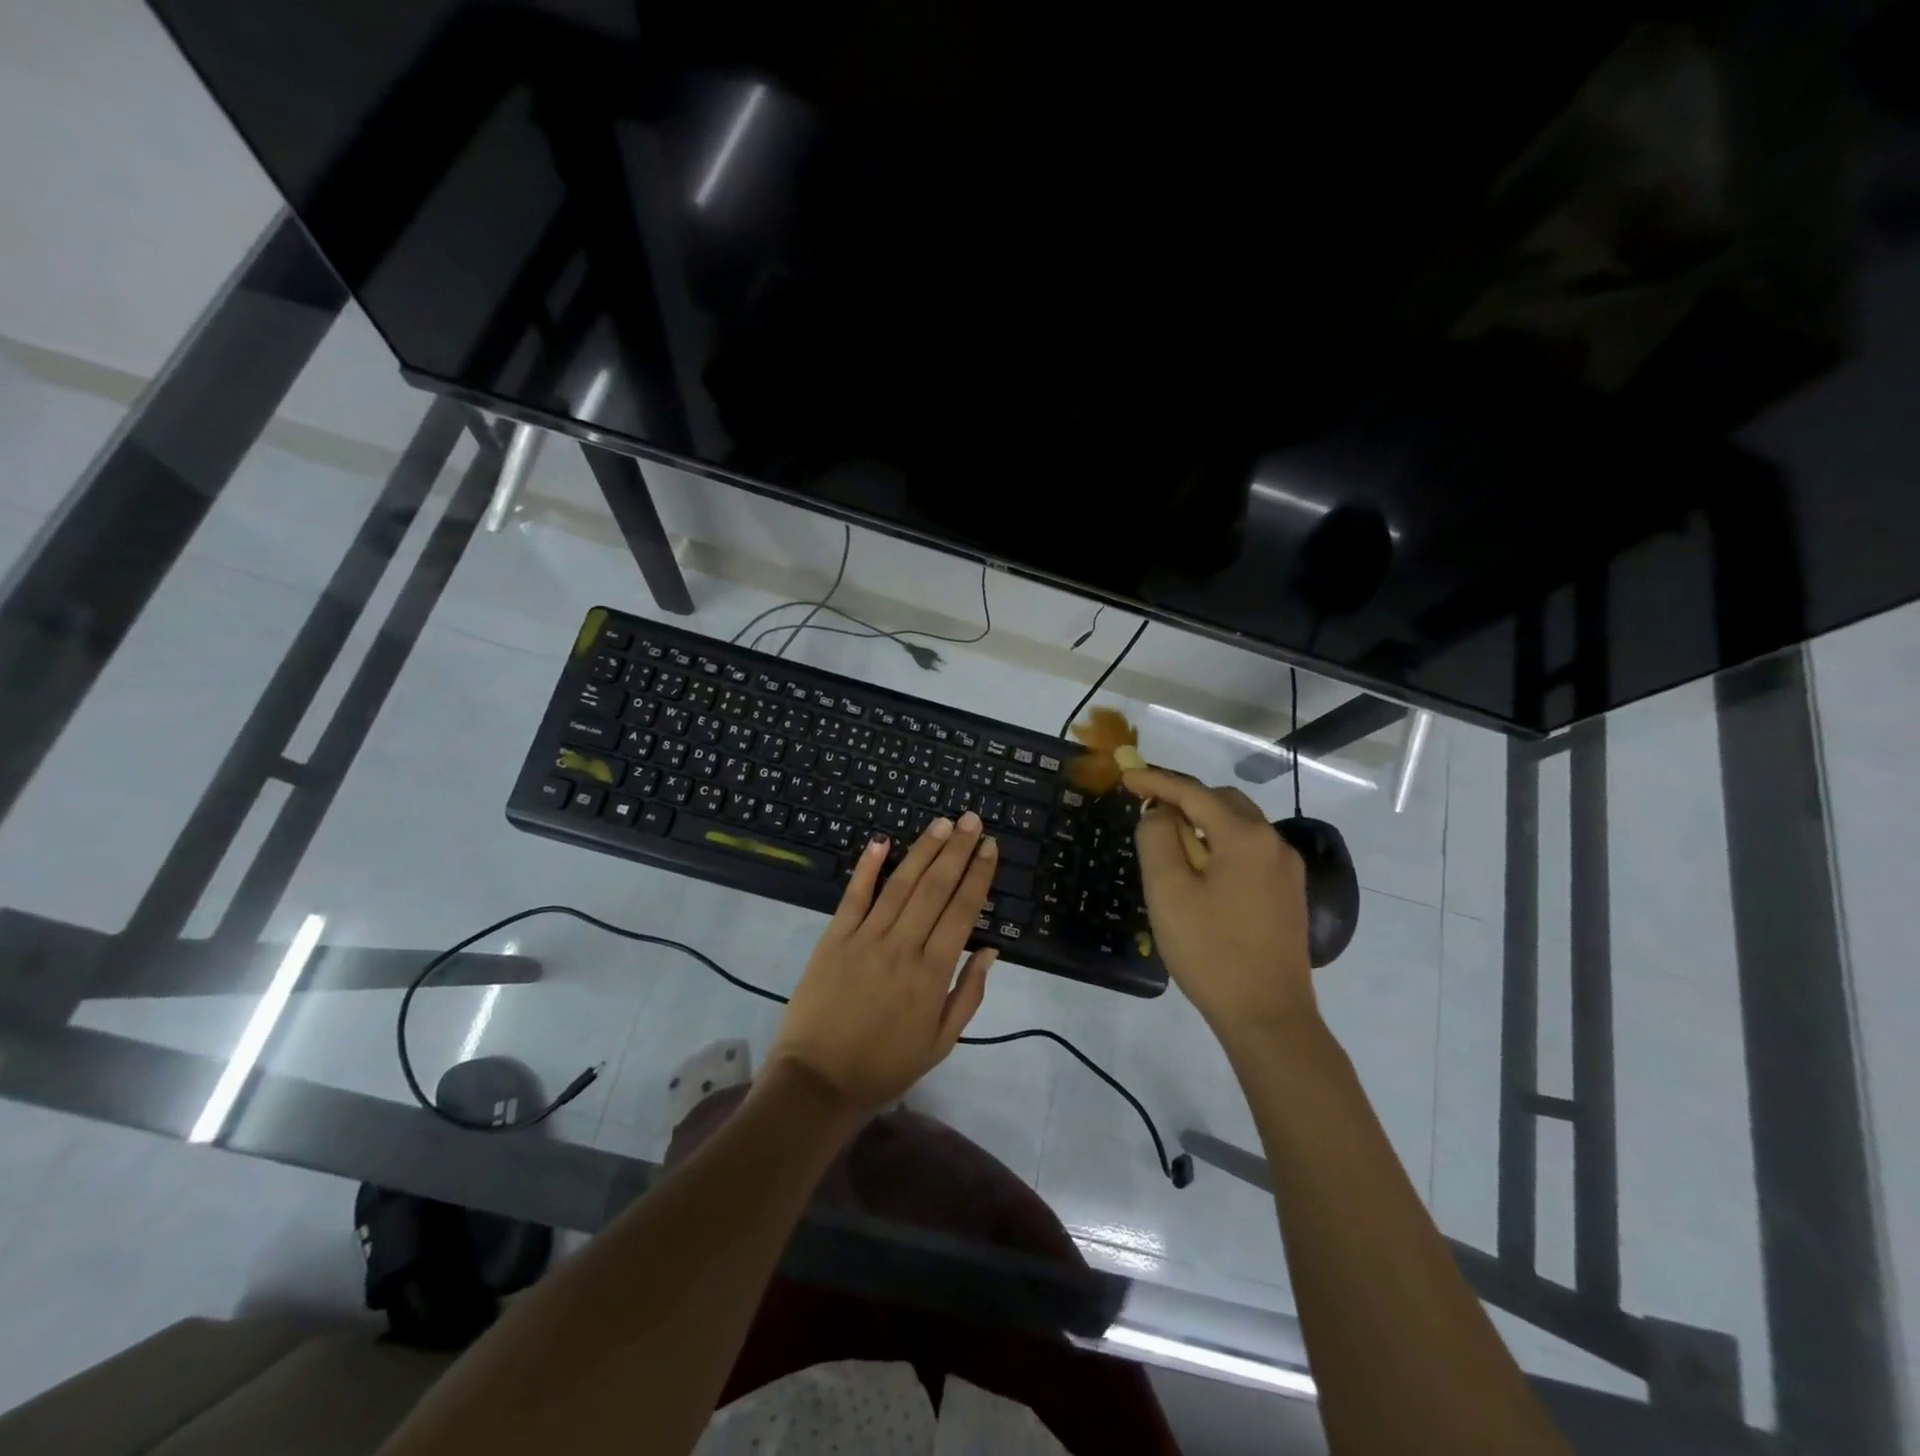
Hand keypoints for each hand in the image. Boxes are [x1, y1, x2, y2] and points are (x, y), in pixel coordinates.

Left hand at [768, 813, 998, 1115]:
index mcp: (932, 974)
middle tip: (971, 819)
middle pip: (935, 888)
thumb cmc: (885, 1065)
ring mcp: (865, 938)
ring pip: (900, 884)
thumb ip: (969, 994)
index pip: (962, 911)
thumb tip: (991, 950)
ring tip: (941, 823)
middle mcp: (902, 947)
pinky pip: (854, 896)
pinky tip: (881, 841)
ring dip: (923, 850)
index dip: (978, 875)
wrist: (818, 1081)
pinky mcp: (834, 938)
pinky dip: (867, 867)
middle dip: (956, 850)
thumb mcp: (940, 1043)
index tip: (989, 847)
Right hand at [1124, 767, 1315, 1032]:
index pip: (1194, 793)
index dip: (1157, 781)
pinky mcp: (1288, 893)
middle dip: (1184, 799)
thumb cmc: (1210, 952)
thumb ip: (1157, 840)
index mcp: (1245, 837)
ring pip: (1239, 826)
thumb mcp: (1168, 892)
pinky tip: (1202, 870)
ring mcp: (1286, 869)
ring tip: (1170, 842)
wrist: (1268, 1017)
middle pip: (1222, 802)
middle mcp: (1274, 843)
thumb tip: (1159, 813)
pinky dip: (1221, 845)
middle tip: (1148, 811)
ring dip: (1203, 823)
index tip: (1126, 776)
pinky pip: (1250, 850)